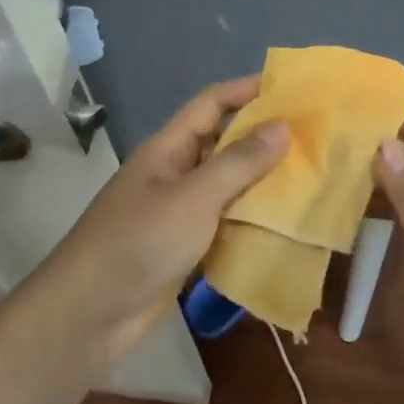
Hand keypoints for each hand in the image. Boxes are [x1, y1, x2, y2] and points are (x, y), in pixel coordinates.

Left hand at [33, 76, 288, 363]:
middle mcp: (174, 174)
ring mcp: (178, 213)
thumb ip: (238, 162)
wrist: (89, 315)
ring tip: (311, 177)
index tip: (292, 88)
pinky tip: (285, 225)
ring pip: (227, 186)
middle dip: (264, 138)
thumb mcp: (193, 198)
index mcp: (168, 149)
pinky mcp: (185, 249)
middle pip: (222, 144)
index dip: (247, 90)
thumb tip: (282, 125)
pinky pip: (225, 224)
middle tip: (314, 137)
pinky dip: (251, 221)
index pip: (211, 104)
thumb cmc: (139, 243)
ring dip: (262, 182)